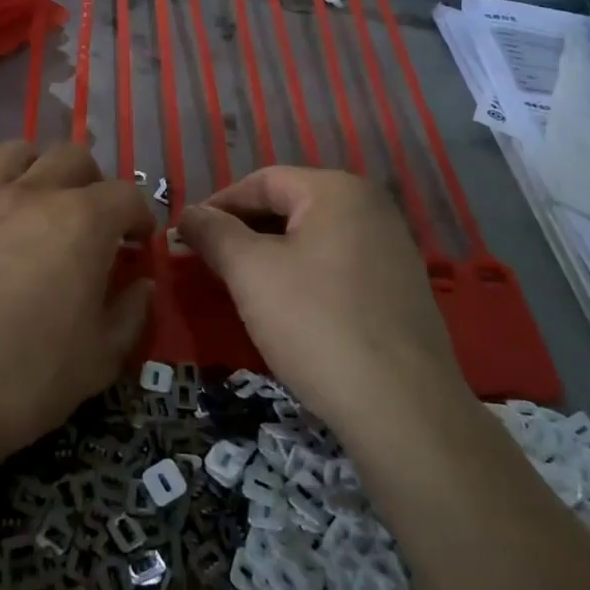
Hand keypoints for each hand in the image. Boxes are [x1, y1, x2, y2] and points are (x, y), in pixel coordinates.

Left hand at [0, 140, 154, 477]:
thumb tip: (141, 285)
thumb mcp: (97, 361)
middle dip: (93, 182)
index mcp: (82, 222)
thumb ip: (128, 315)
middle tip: (91, 221)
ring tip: (38, 203)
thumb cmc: (23, 379)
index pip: (127, 195)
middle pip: (72, 156)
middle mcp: (32, 194)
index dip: (139, 216)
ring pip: (17, 151)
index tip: (136, 242)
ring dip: (38, 169)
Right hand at [178, 167, 465, 431]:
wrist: (402, 409)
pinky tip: (286, 310)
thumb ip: (214, 233)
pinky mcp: (400, 289)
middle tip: (208, 264)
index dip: (218, 205)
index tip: (186, 237)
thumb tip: (189, 215)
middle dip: (243, 231)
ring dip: (270, 255)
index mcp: (338, 191)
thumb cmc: (316, 324)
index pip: (262, 181)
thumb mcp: (250, 273)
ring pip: (312, 238)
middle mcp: (372, 208)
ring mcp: (393, 249)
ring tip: (240, 288)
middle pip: (290, 206)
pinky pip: (337, 266)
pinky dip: (302, 276)